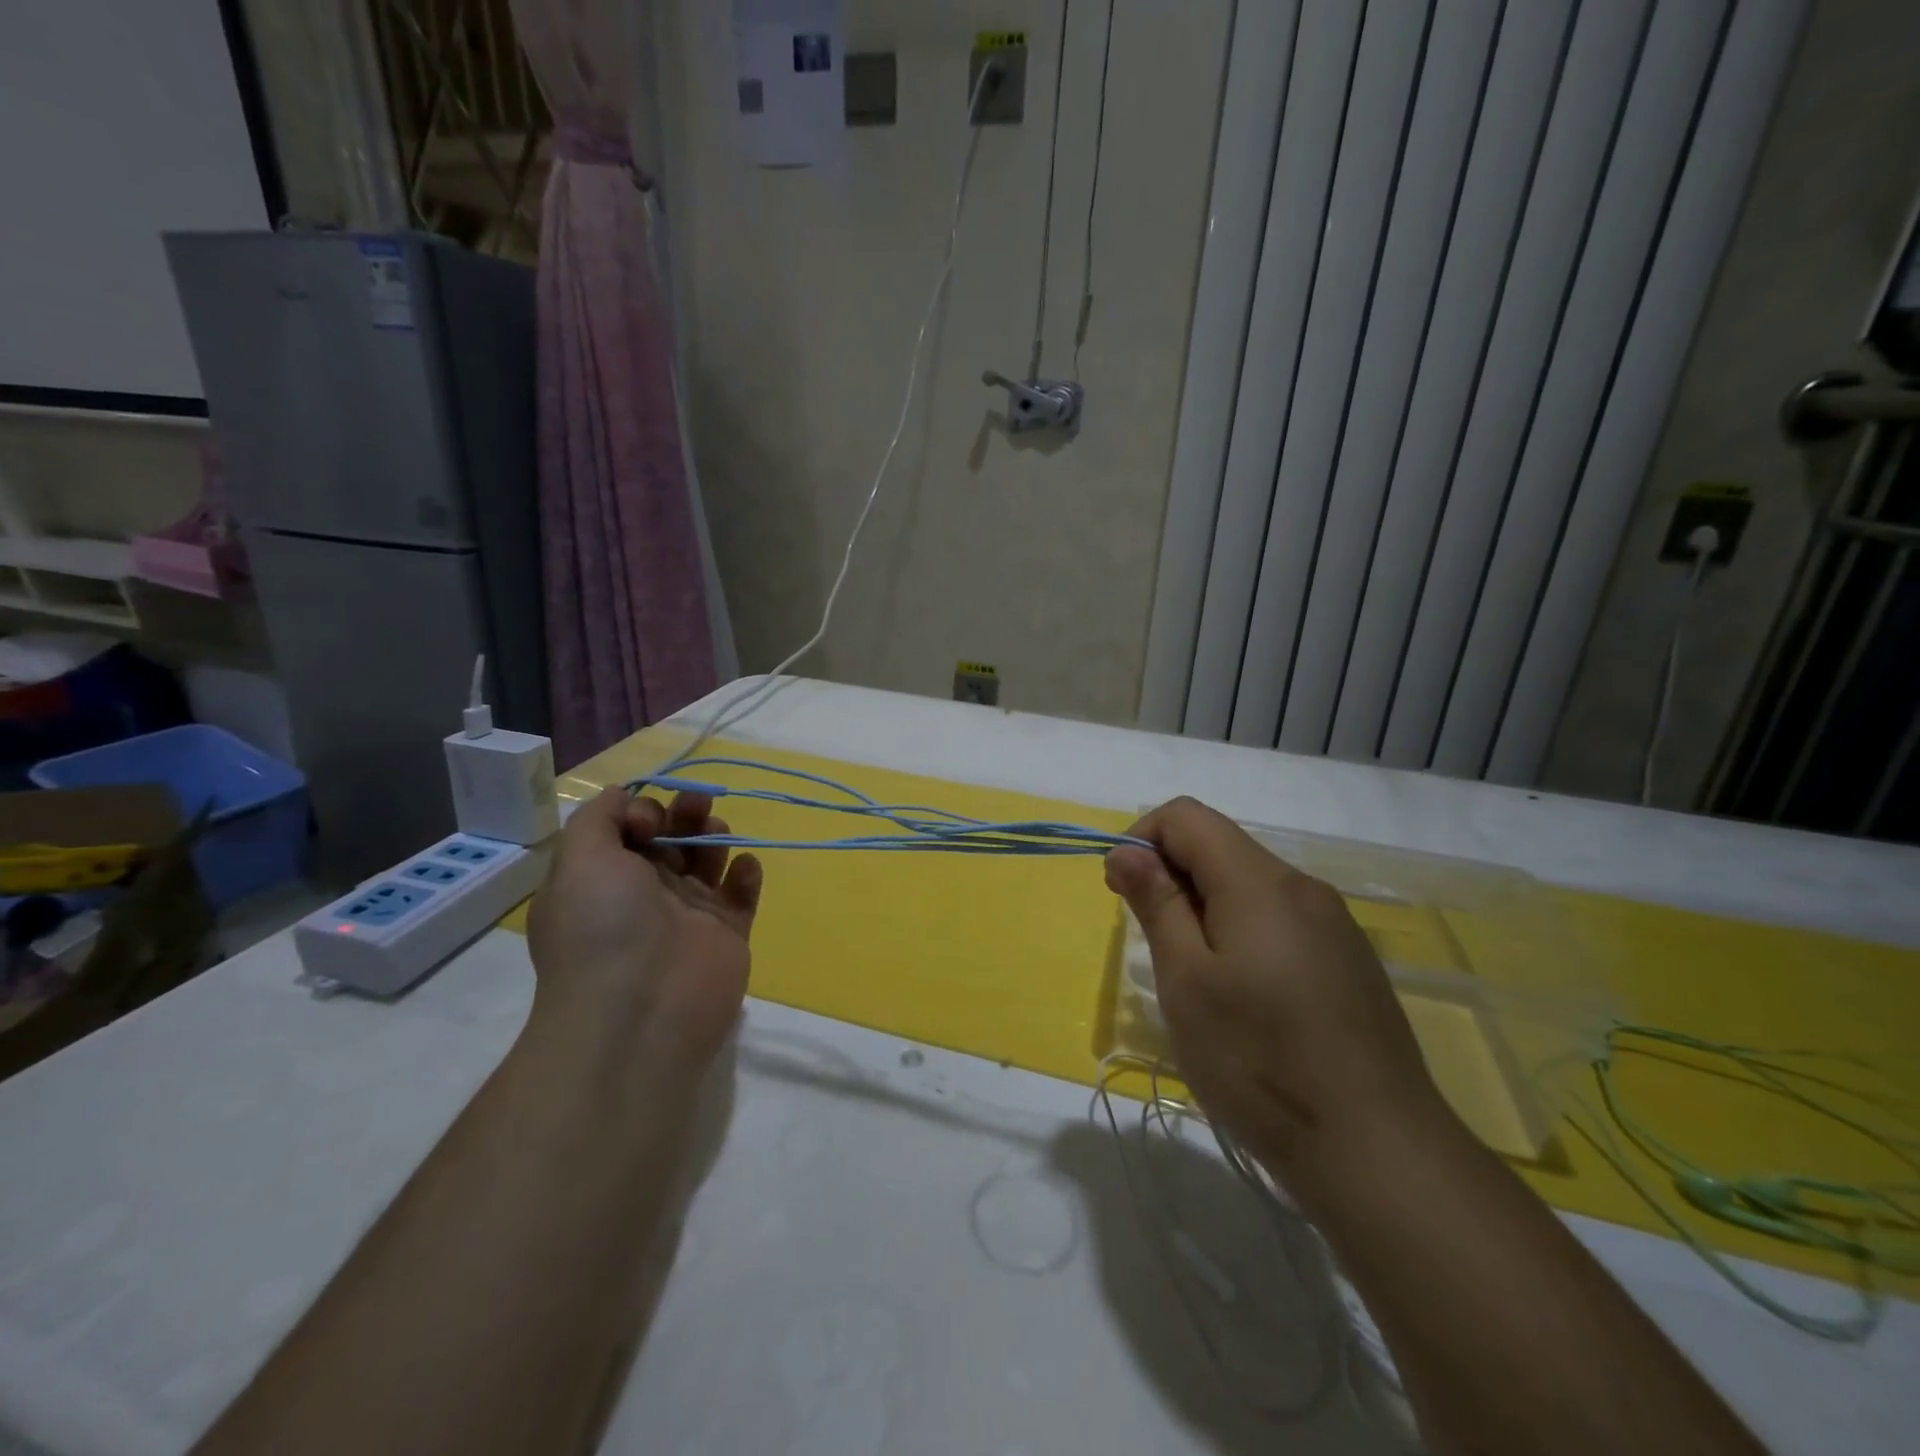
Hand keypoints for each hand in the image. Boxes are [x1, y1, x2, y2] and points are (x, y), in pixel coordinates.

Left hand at [525, 787, 761, 1075]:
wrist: (642, 1011)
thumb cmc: (605, 927)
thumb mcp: (579, 859)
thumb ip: (597, 817)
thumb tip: (623, 795)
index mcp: (604, 879)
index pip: (628, 829)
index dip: (642, 811)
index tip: (647, 821)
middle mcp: (644, 894)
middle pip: (671, 837)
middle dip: (684, 813)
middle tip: (696, 805)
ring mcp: (689, 914)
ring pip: (708, 858)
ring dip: (714, 834)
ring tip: (717, 832)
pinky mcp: (727, 933)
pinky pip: (742, 893)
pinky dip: (747, 873)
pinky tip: (743, 868)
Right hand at [1104, 797, 1450, 1199]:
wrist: (1379, 1154)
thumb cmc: (1260, 1061)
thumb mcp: (1187, 981)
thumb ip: (1157, 903)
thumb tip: (1128, 852)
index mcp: (1260, 882)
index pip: (1186, 816)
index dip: (1141, 839)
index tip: (1123, 893)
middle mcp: (1303, 888)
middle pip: (1220, 847)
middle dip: (1171, 877)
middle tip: (1154, 946)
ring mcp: (1334, 926)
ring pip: (1249, 886)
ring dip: (1204, 908)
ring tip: (1194, 979)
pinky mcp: (1349, 962)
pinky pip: (1279, 921)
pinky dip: (1241, 933)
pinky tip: (1244, 1000)